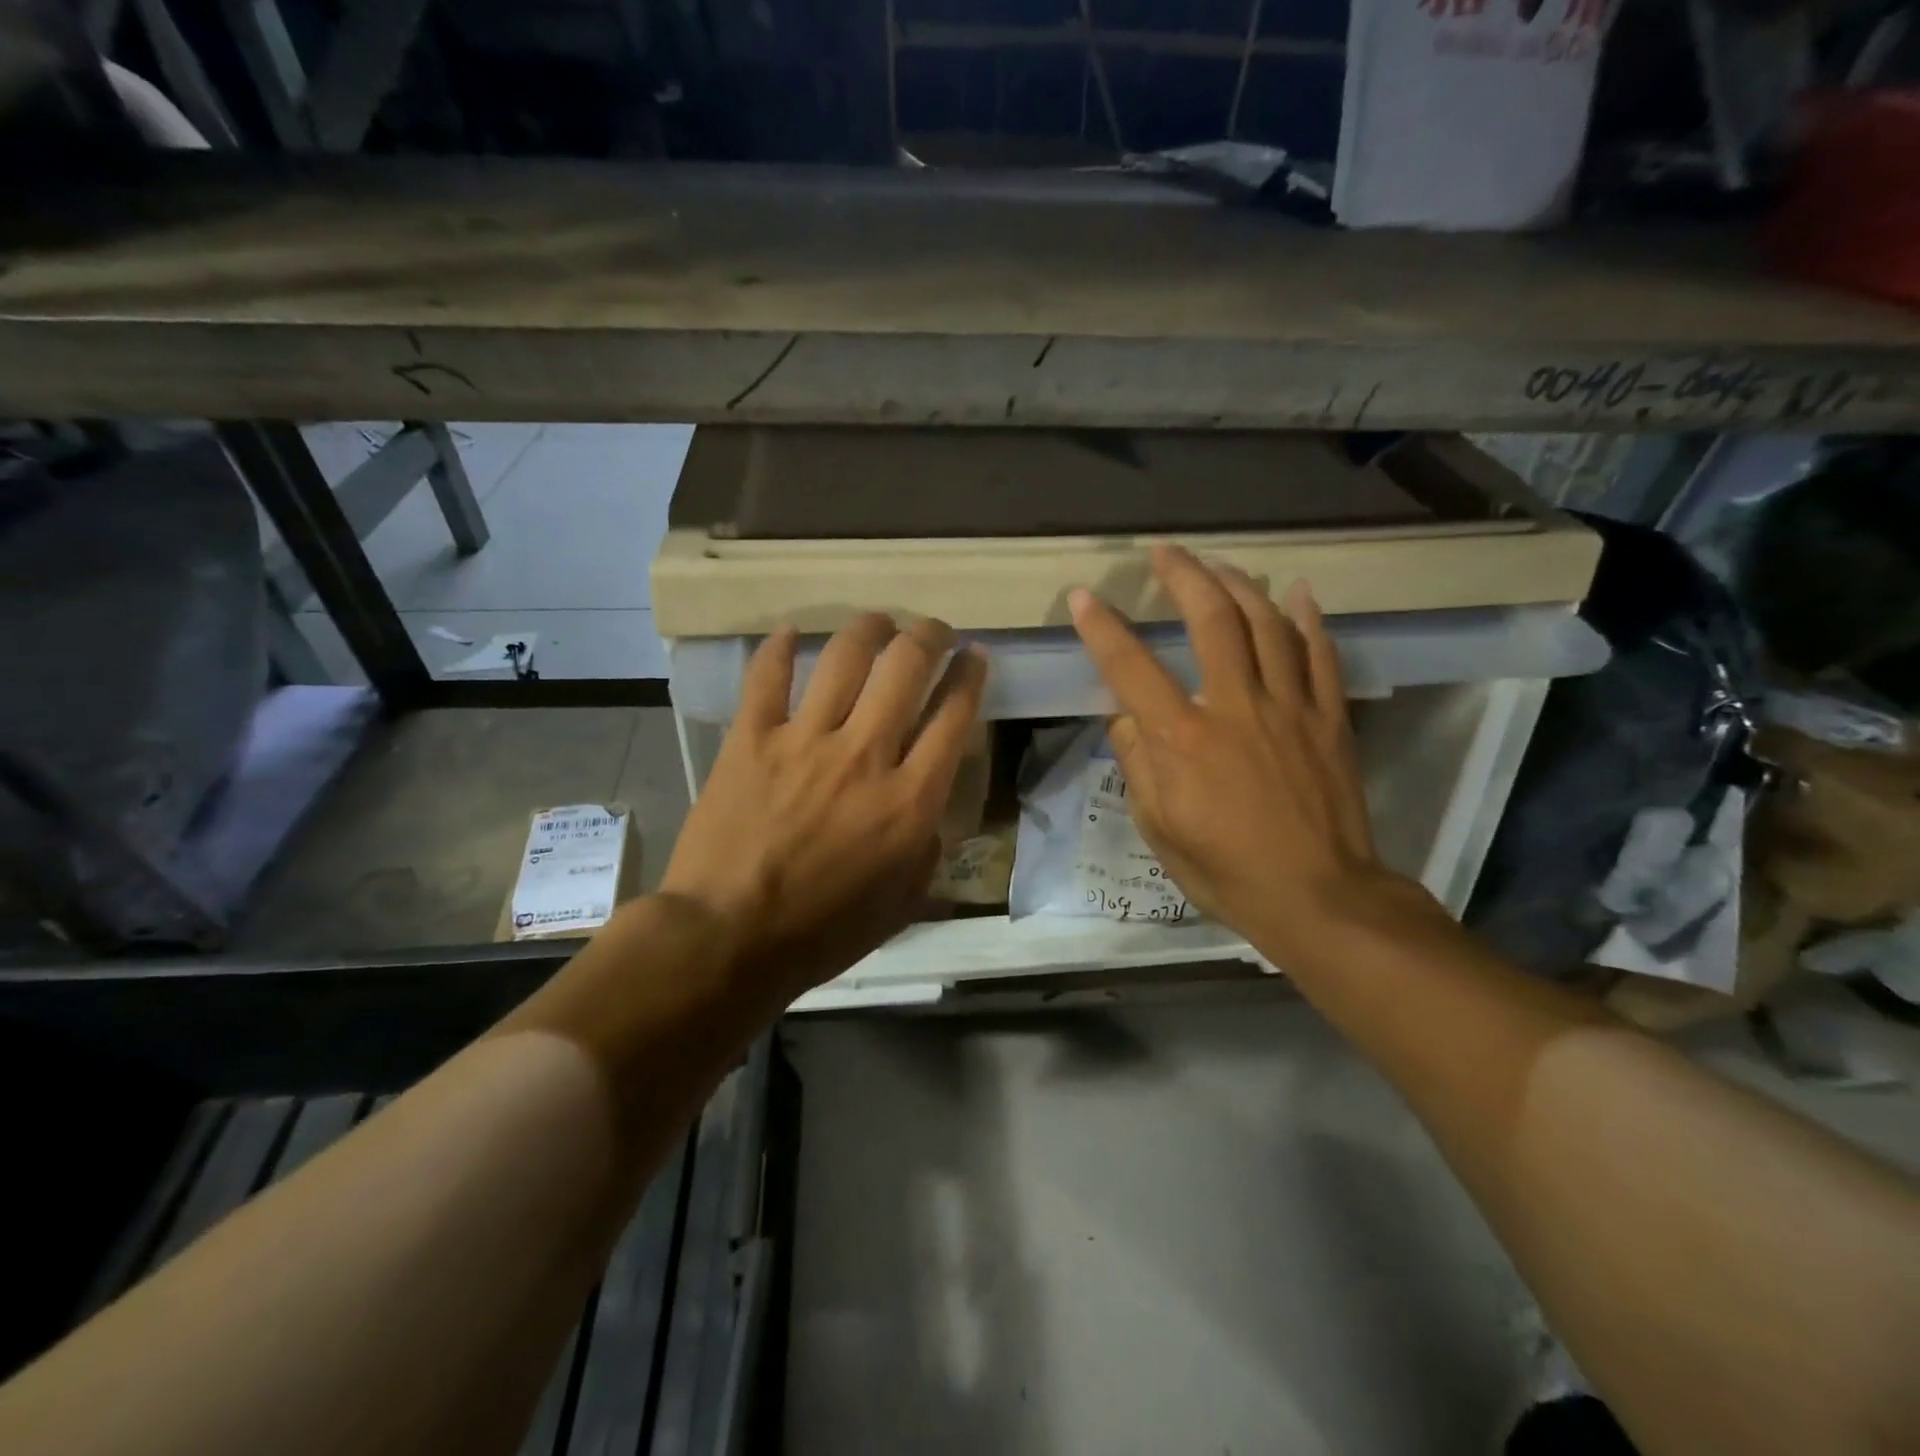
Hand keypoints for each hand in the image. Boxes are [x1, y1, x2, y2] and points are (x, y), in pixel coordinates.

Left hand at [660, 614, 986, 1000]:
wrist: (729, 939)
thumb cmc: (822, 932)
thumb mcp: (902, 903)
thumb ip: (927, 848)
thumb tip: (928, 810)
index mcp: (909, 799)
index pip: (954, 715)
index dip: (970, 675)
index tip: (974, 656)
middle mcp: (864, 755)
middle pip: (907, 668)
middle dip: (929, 636)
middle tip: (932, 630)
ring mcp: (804, 740)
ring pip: (845, 657)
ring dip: (869, 629)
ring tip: (878, 621)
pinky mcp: (751, 739)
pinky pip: (767, 677)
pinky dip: (779, 649)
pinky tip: (791, 634)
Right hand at [1069, 544, 1409, 960]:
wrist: (1318, 897)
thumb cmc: (1226, 870)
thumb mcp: (1159, 828)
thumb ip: (1138, 765)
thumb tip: (1126, 719)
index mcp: (1183, 738)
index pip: (1131, 667)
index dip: (1102, 627)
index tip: (1084, 596)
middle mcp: (1235, 707)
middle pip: (1212, 620)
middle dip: (1184, 576)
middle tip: (1165, 551)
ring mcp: (1290, 708)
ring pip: (1268, 624)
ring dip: (1240, 585)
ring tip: (1219, 566)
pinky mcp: (1329, 719)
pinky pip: (1321, 655)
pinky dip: (1309, 619)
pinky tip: (1297, 593)